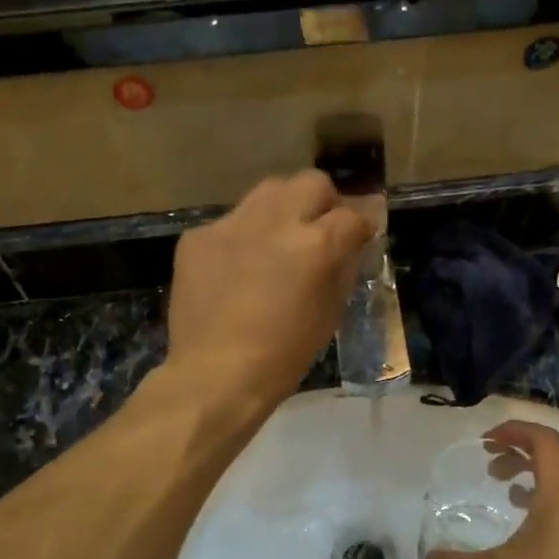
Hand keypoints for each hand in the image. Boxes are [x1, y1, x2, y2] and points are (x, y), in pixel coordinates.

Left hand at [166, 171, 373, 408]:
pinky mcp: (198, 236)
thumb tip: (349, 243)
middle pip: (311, 183)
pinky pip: (230, 222)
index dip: (360, 225)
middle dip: (323, 202)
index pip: (352, 214)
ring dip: (282, 210)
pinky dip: (242, 238)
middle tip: (319, 229)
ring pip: (268, 192)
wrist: (216, 375)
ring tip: (277, 242)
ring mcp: (232, 224)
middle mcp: (275, 222)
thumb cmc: (284, 356)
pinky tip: (237, 269)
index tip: (358, 236)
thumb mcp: (329, 314)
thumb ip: (342, 268)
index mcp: (315, 245)